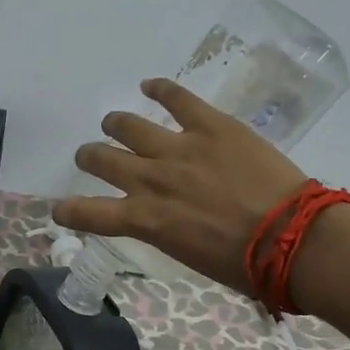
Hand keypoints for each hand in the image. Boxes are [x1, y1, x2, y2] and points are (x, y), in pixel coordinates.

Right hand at [53, 79, 308, 293]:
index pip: (91, 214)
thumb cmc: (243, 263)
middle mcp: (151, 180)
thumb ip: (166, 231)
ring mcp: (178, 148)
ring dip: (116, 124)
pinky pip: (177, 98)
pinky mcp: (209, 125)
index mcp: (146, 220)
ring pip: (129, 126)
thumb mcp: (189, 255)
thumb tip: (165, 219)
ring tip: (114, 123)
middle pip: (102, 159)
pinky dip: (160, 89)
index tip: (59, 209)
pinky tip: (149, 85)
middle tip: (91, 156)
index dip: (69, 211)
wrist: (289, 237)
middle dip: (90, 157)